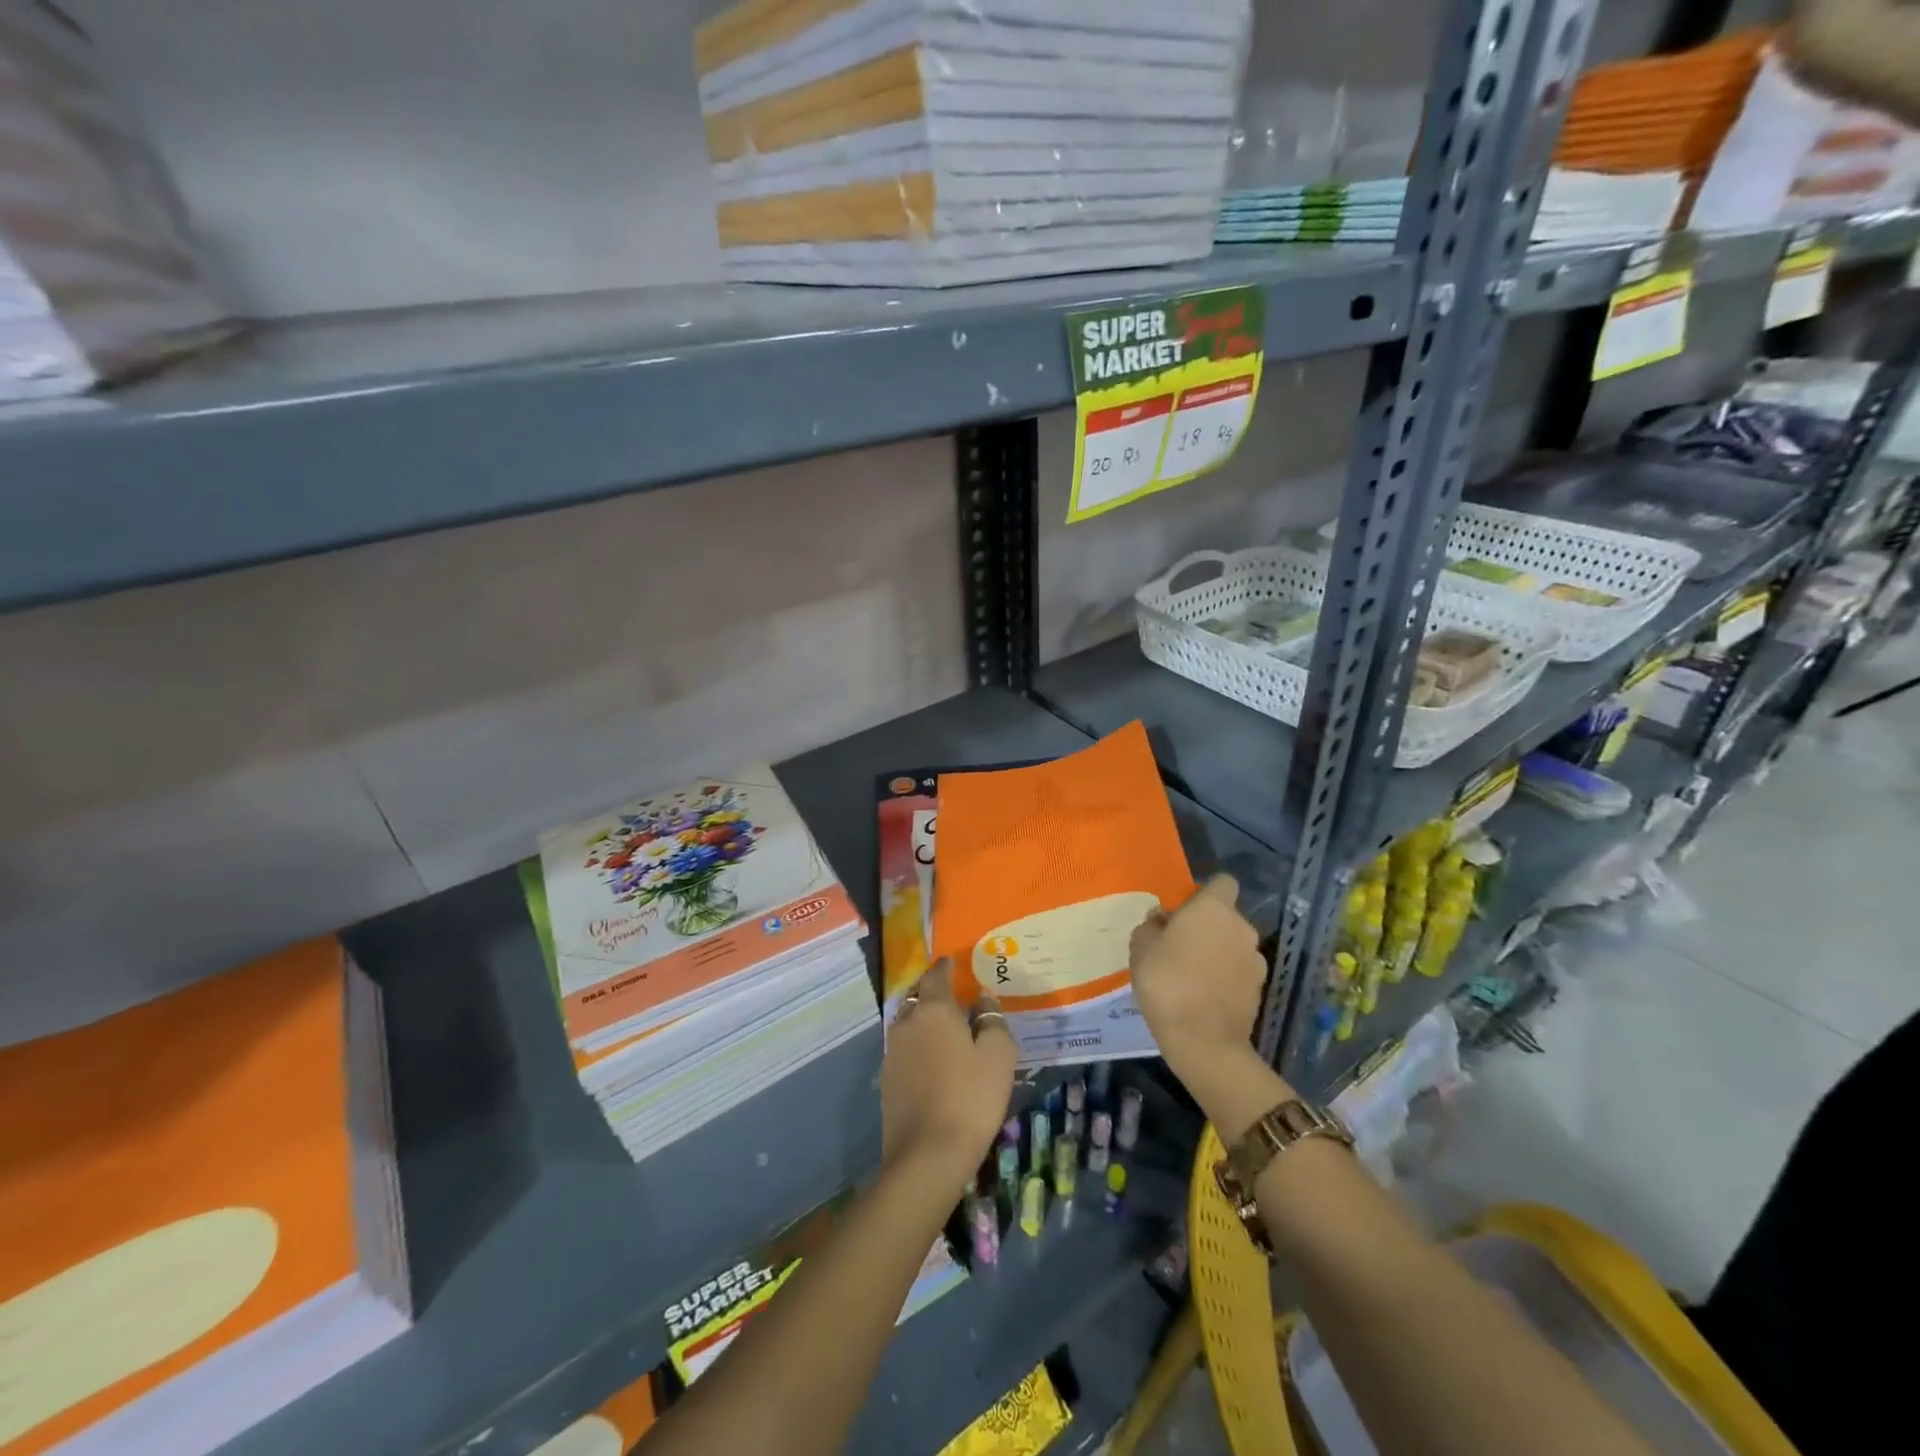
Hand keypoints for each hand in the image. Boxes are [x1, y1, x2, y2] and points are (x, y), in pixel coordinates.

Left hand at [881, 960, 1017, 1188]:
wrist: (927, 1155)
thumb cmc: (970, 1097)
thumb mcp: (998, 1056)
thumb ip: (992, 1021)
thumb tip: (983, 999)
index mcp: (934, 1009)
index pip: (937, 976)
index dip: (945, 967)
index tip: (952, 961)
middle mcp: (908, 1022)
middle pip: (919, 997)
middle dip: (932, 991)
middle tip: (951, 993)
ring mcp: (892, 1052)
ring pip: (908, 1022)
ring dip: (923, 1018)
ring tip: (943, 1026)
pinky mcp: (887, 1079)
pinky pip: (904, 1048)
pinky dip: (917, 1044)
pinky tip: (931, 1059)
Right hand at [1130, 874, 1266, 1089]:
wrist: (1204, 1041)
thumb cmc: (1167, 982)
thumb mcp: (1141, 948)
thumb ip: (1152, 925)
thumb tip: (1163, 919)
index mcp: (1214, 908)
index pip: (1222, 882)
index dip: (1205, 892)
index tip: (1185, 910)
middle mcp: (1241, 927)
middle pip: (1226, 916)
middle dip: (1208, 926)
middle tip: (1180, 946)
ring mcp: (1255, 960)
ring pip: (1234, 945)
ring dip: (1218, 952)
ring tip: (1192, 975)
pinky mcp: (1259, 989)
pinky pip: (1239, 971)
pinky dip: (1226, 977)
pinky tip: (1204, 996)